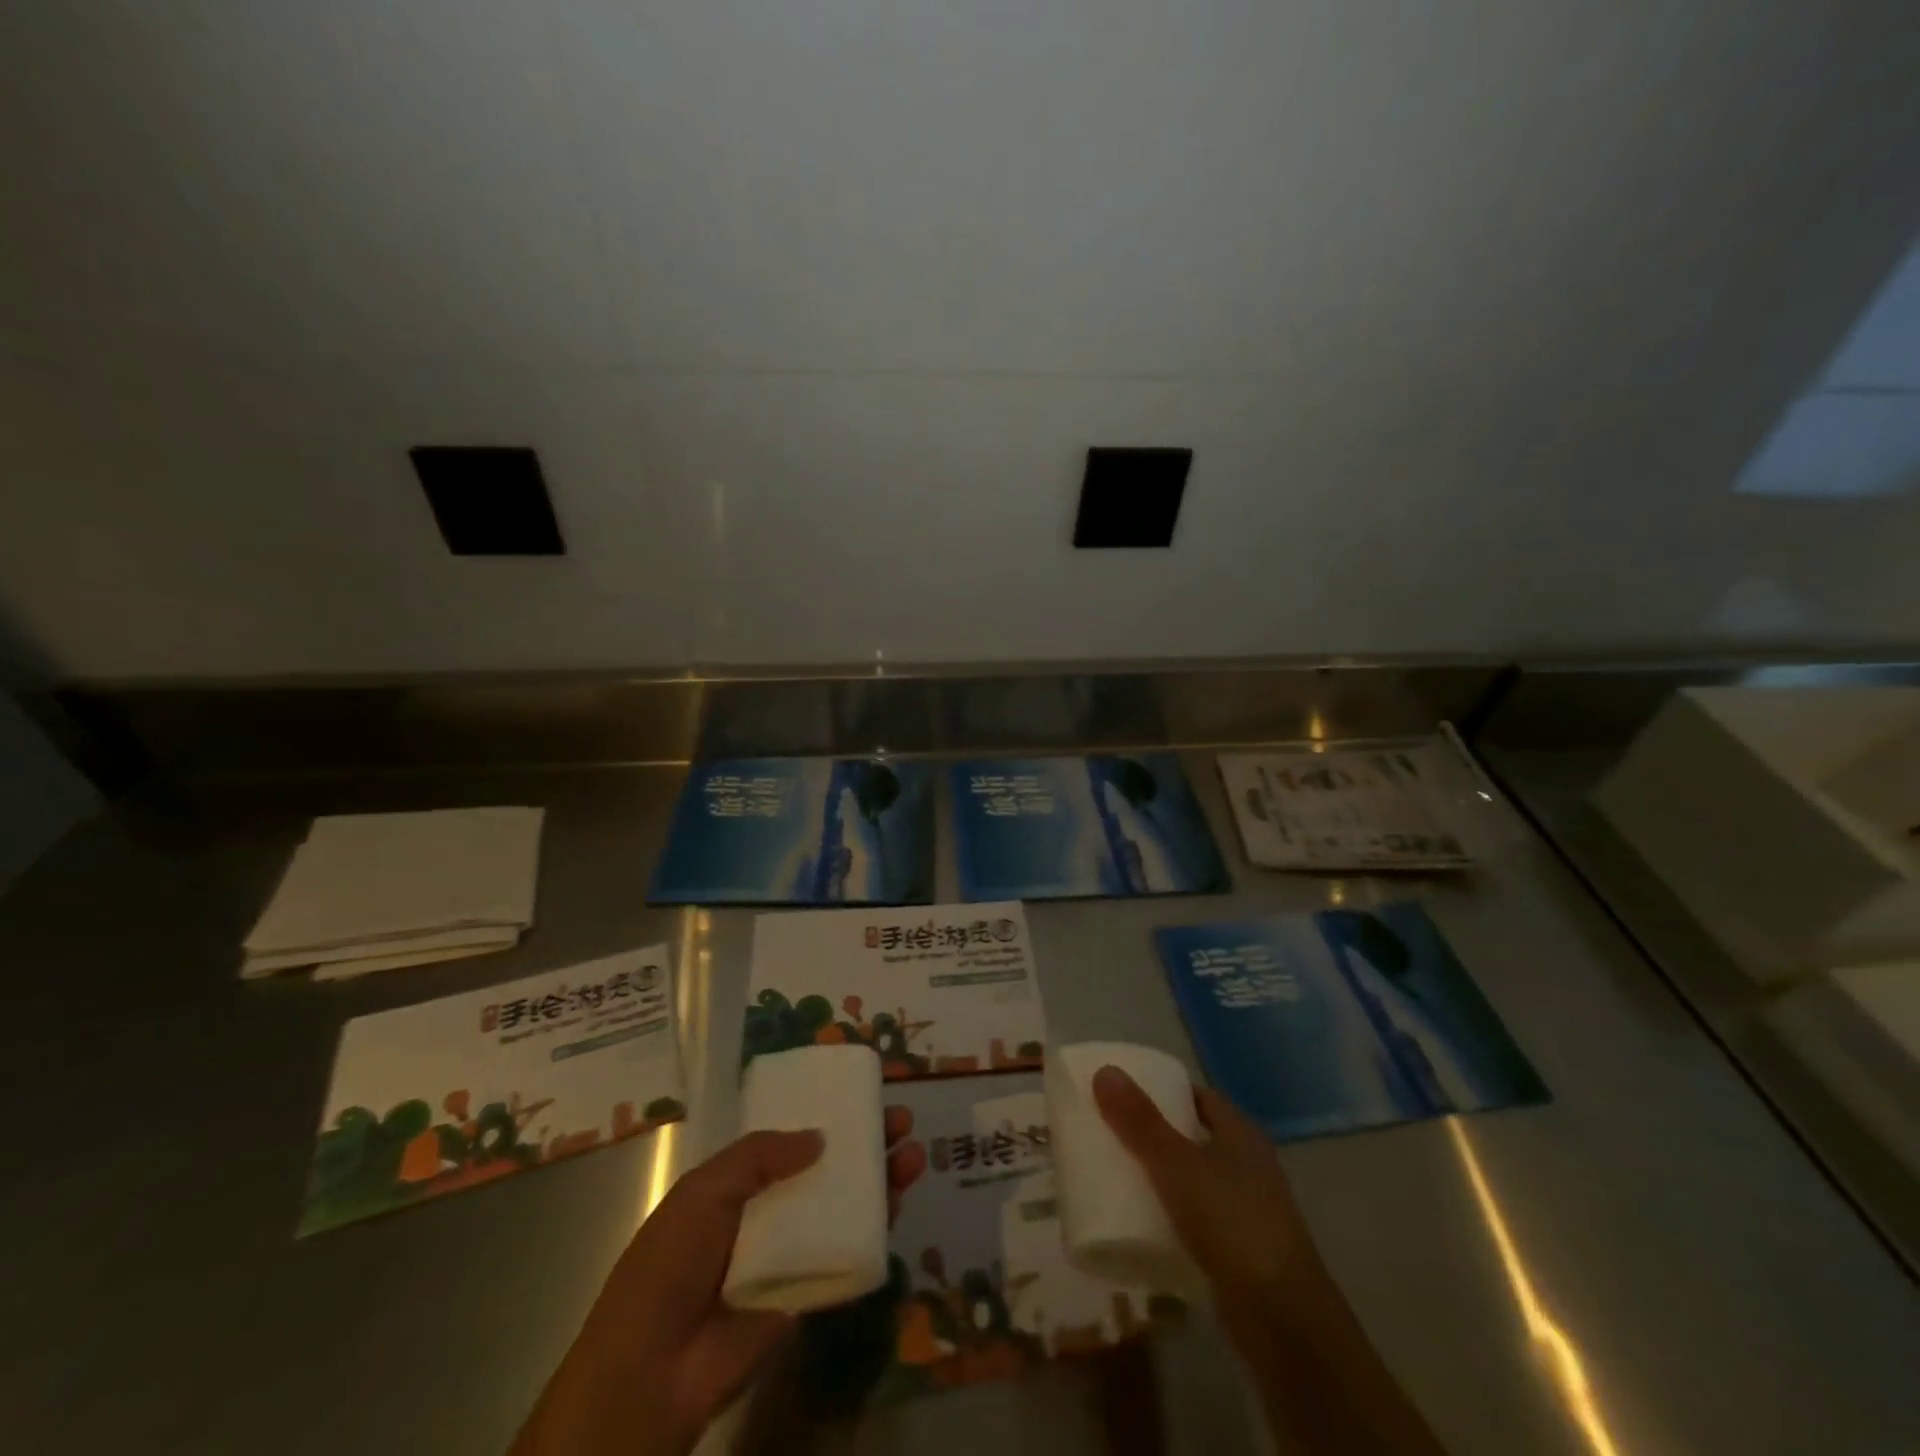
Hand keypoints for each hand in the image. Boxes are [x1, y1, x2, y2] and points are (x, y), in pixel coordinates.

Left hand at [512, 1108, 925, 1455]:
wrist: (651, 1373)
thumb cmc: (670, 1264)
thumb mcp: (706, 1190)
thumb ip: (760, 1155)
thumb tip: (819, 1139)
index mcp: (737, 1185)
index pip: (791, 1141)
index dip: (827, 1118)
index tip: (862, 1098)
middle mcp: (767, 1214)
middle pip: (826, 1170)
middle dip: (865, 1145)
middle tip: (901, 1122)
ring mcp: (788, 1255)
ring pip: (843, 1209)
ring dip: (878, 1181)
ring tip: (913, 1156)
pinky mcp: (805, 1295)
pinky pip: (844, 1256)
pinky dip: (873, 1230)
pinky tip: (897, 1204)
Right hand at [1092, 1068, 1330, 1334]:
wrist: (1282, 1320)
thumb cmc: (1231, 1222)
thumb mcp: (1176, 1164)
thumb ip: (1140, 1120)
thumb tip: (1105, 1070)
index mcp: (1241, 1133)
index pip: (1198, 1097)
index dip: (1163, 1091)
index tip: (1123, 1094)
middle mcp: (1249, 1165)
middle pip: (1194, 1137)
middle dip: (1155, 1134)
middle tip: (1110, 1132)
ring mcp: (1247, 1210)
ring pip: (1195, 1181)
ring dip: (1162, 1178)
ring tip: (1116, 1175)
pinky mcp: (1240, 1252)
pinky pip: (1197, 1221)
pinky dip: (1171, 1217)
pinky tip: (1141, 1224)